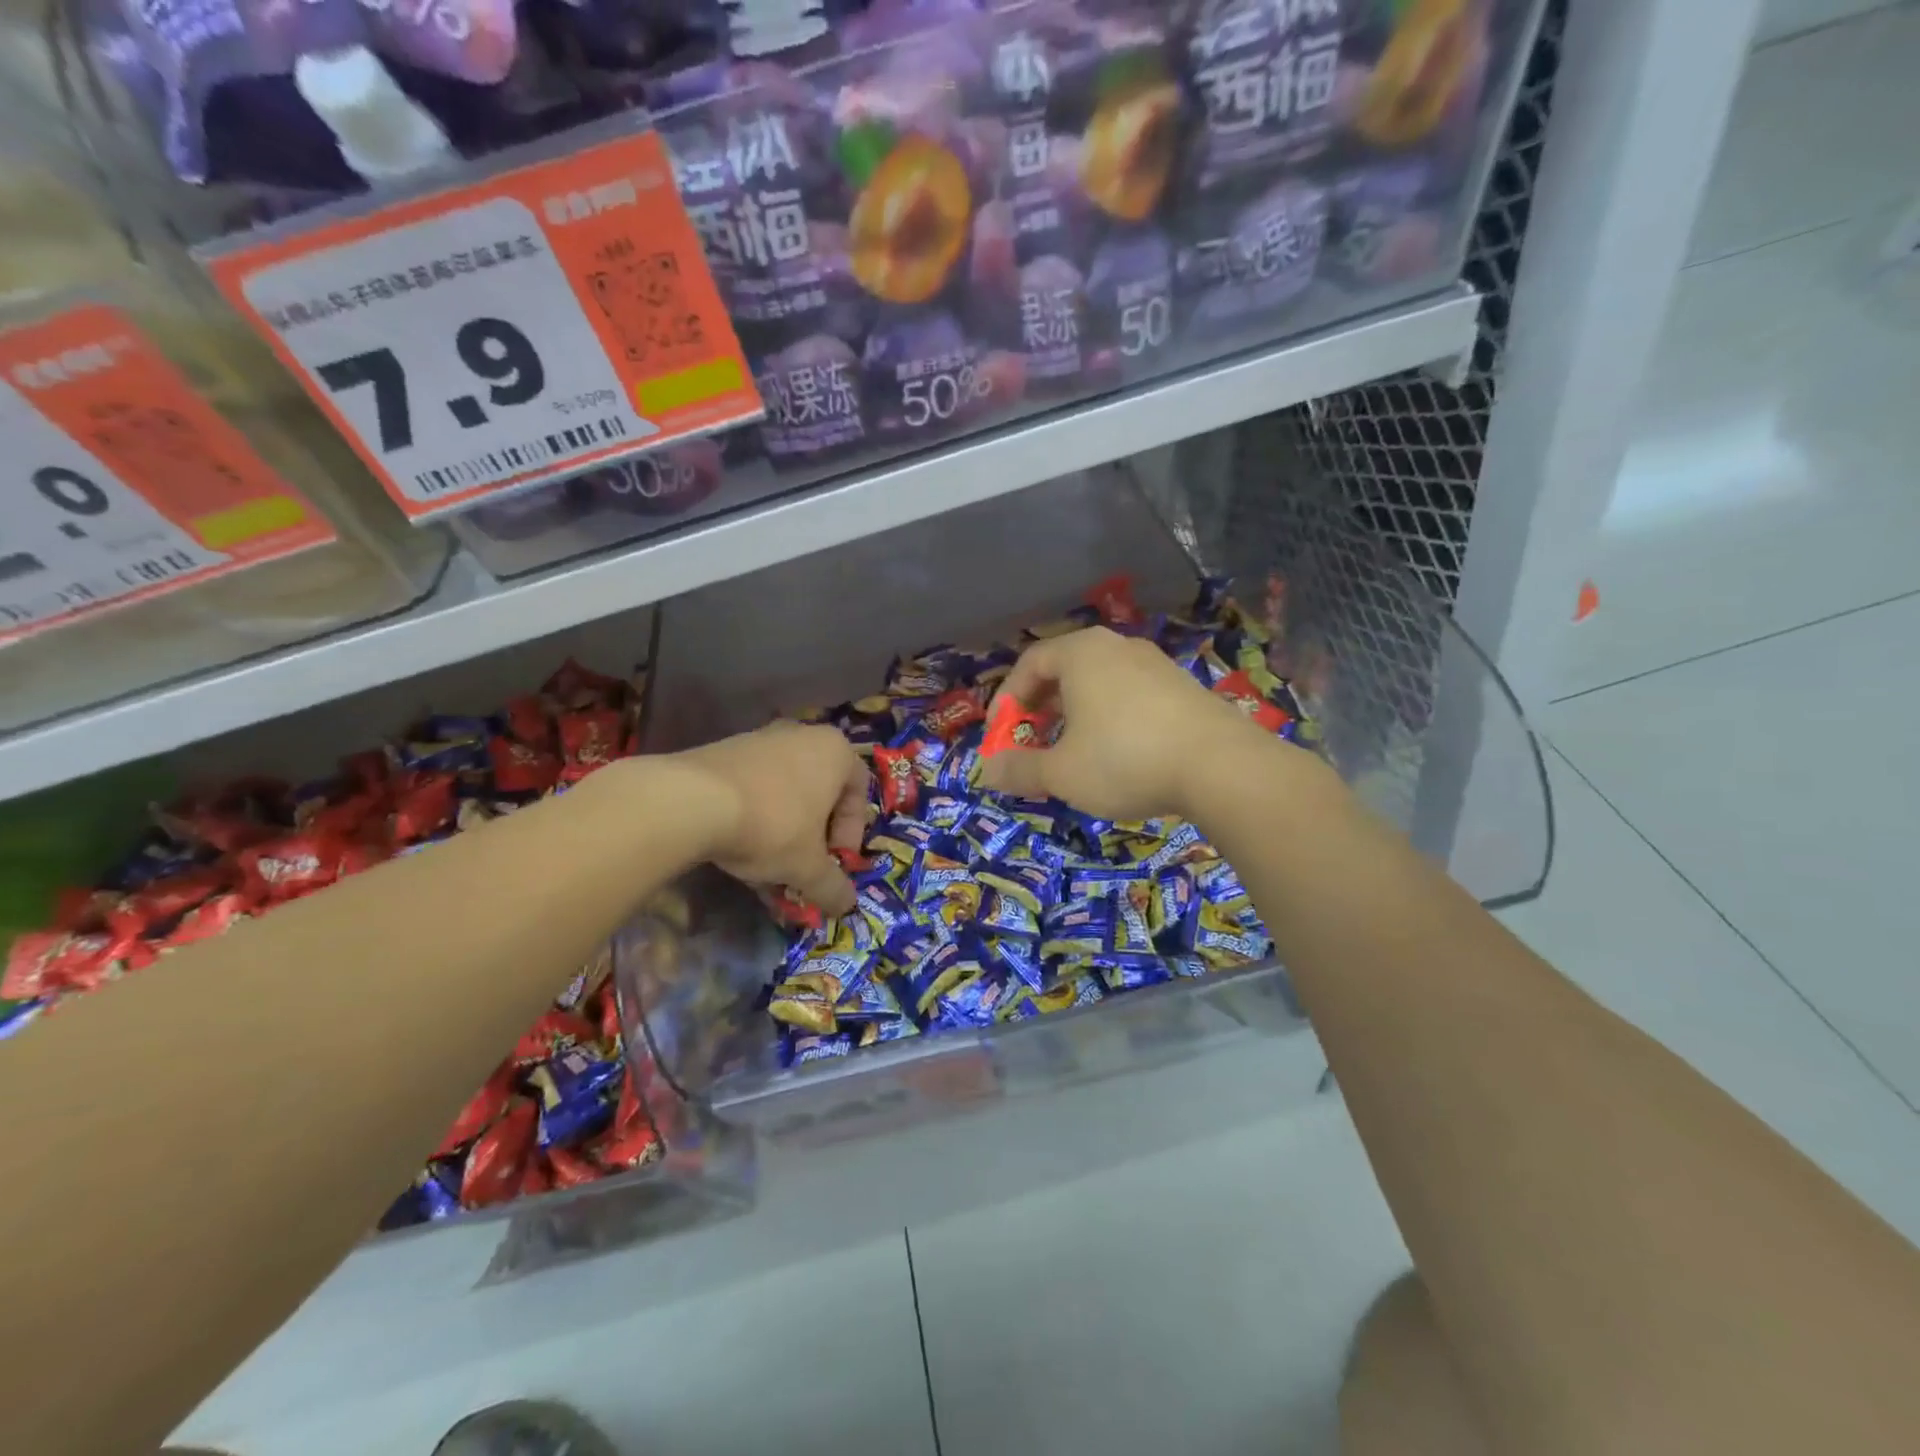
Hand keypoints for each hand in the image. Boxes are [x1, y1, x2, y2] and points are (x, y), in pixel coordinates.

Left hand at [674, 723, 870, 913]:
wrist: (691, 800)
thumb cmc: (772, 825)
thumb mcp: (808, 867)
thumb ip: (832, 887)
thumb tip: (847, 905)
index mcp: (835, 750)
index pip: (859, 792)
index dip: (851, 833)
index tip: (835, 861)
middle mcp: (802, 735)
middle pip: (820, 791)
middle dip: (814, 833)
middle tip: (804, 863)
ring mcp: (760, 738)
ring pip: (784, 791)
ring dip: (783, 828)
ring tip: (767, 864)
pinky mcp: (724, 750)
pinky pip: (753, 787)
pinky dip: (753, 816)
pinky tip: (738, 847)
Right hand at [976, 626, 1282, 821]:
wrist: (1221, 767)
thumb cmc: (1125, 759)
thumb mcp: (1061, 772)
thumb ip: (1019, 769)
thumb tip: (986, 771)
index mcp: (1082, 653)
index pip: (1029, 664)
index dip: (1006, 701)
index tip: (1000, 736)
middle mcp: (1118, 647)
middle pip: (1064, 671)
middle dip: (1040, 709)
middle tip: (1031, 743)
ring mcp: (1156, 664)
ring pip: (1099, 684)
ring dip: (1074, 716)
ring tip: (1071, 752)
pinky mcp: (1183, 687)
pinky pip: (1130, 696)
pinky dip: (1109, 719)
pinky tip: (1117, 755)